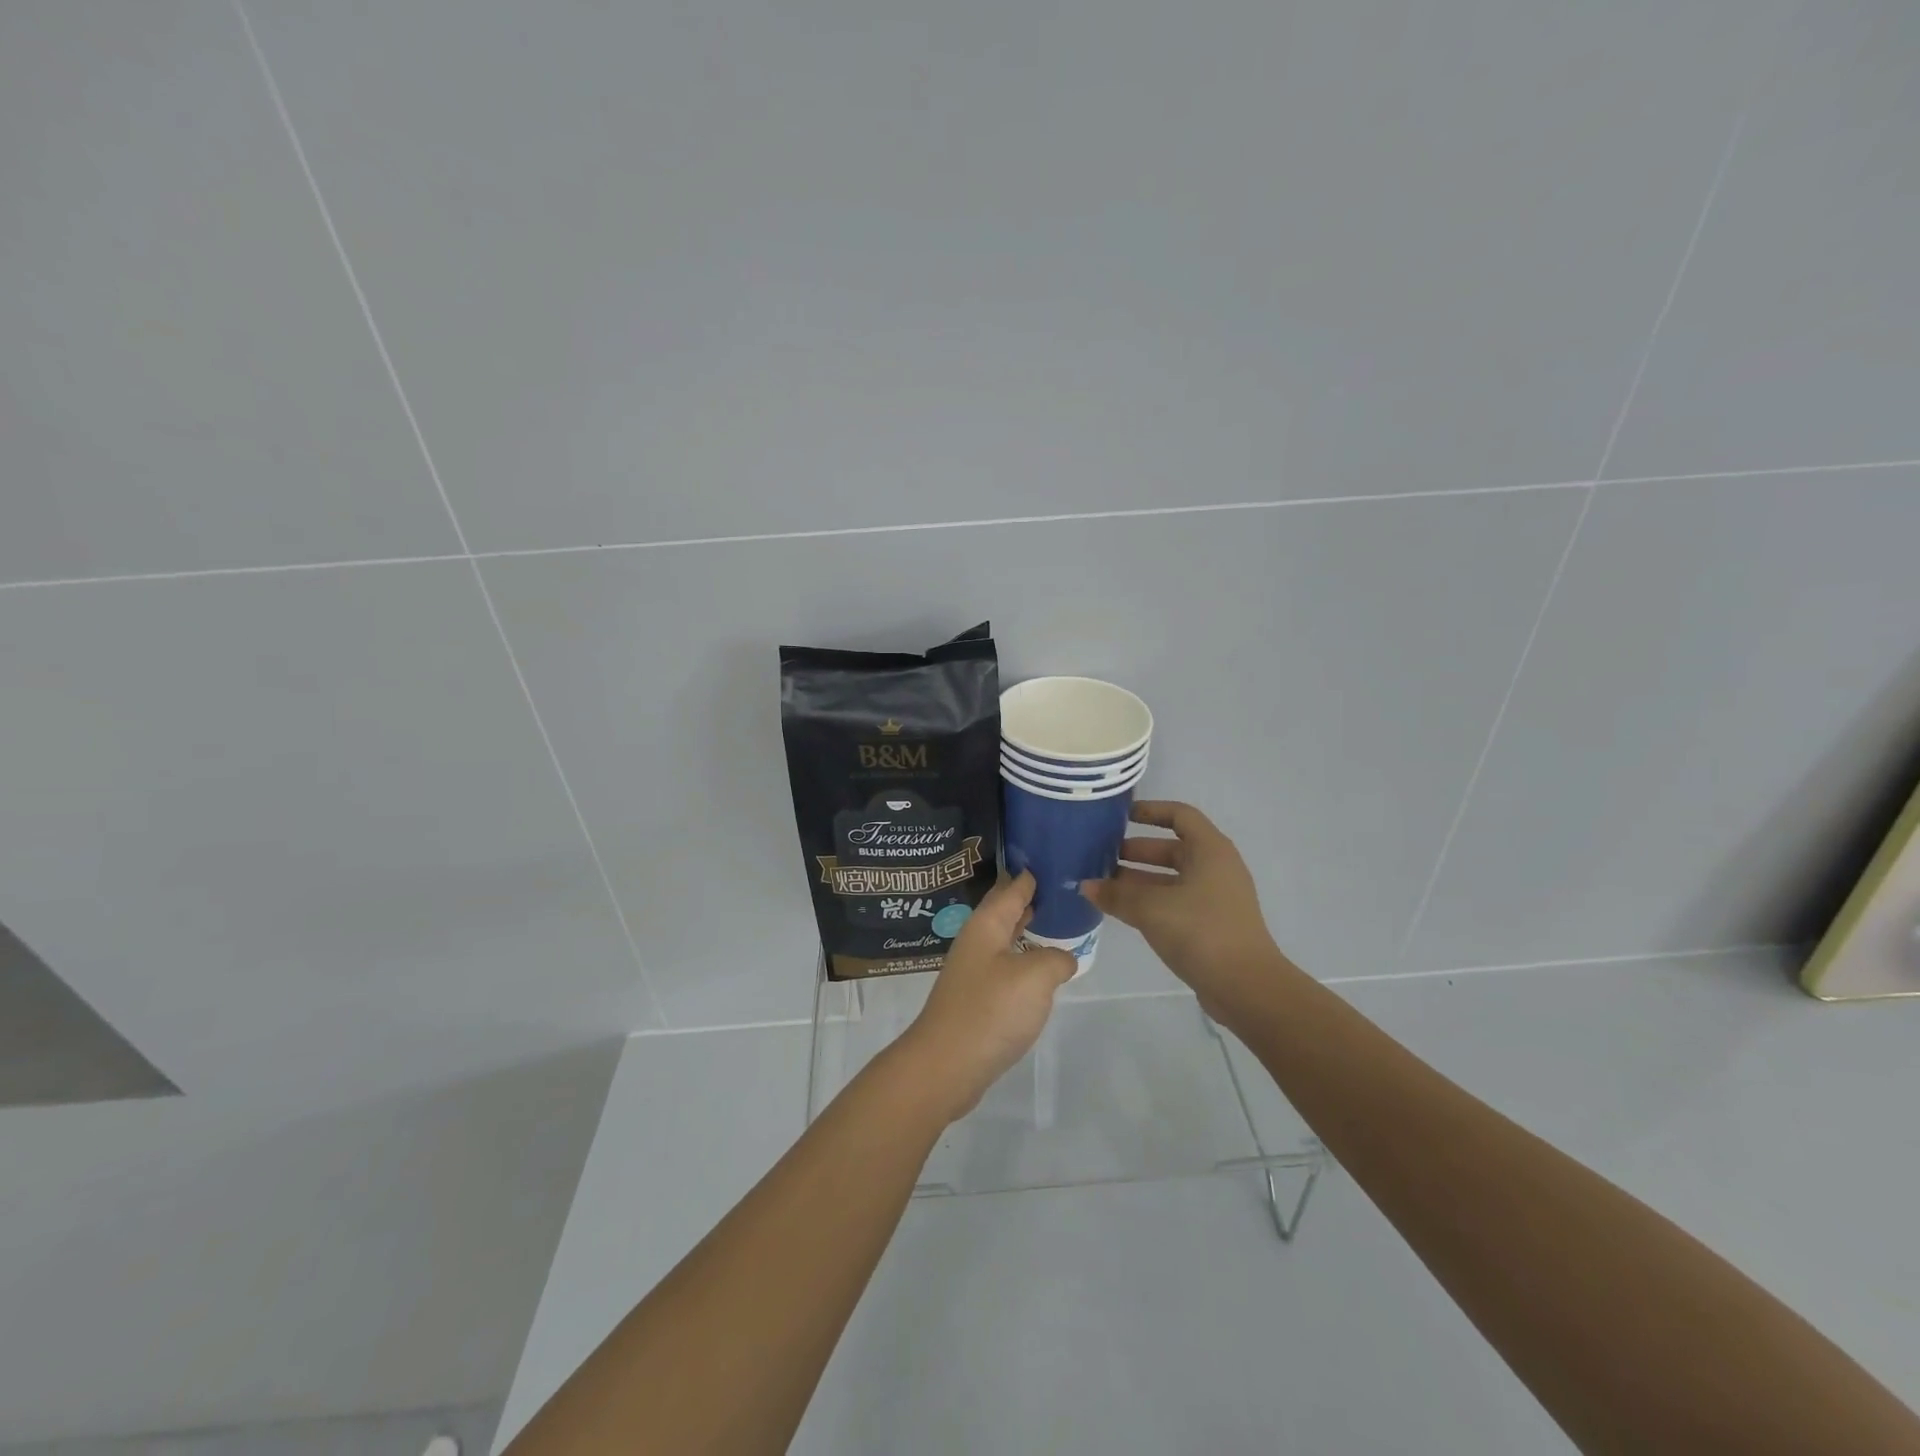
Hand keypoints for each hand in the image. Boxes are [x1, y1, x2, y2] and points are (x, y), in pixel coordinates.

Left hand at [899, 871, 1076, 1121]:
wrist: (946, 1065)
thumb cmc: (990, 1011)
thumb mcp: (1035, 977)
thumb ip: (1056, 958)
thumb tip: (1063, 958)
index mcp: (986, 925)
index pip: (1011, 889)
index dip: (1031, 875)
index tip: (1052, 858)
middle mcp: (977, 942)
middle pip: (1005, 912)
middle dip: (1030, 900)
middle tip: (1062, 889)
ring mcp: (973, 972)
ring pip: (1005, 940)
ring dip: (1027, 930)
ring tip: (1055, 923)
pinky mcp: (976, 999)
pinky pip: (1005, 968)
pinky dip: (1024, 960)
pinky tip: (1040, 970)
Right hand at [1081, 801, 1288, 1017]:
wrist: (1246, 987)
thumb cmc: (1201, 931)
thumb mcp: (1151, 908)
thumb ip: (1116, 894)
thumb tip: (1086, 886)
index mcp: (1210, 851)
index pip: (1180, 815)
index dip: (1151, 810)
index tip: (1120, 816)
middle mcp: (1215, 868)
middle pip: (1172, 849)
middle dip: (1136, 851)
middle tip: (1100, 856)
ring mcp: (1215, 898)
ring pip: (1171, 878)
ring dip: (1138, 880)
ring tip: (1102, 885)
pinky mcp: (1211, 925)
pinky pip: (1175, 902)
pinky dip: (1149, 902)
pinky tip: (1121, 911)